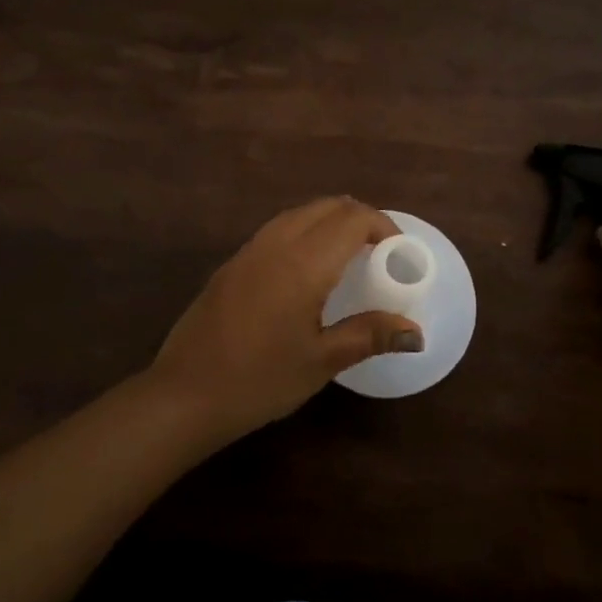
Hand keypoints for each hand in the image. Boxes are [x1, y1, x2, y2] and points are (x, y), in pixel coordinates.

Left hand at [148, 197, 423, 442]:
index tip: (399, 251)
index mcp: (303, 263)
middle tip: (379, 250)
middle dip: (359, 218)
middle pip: (326, 206)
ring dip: (330, 221)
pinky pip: (277, 229)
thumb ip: (369, 336)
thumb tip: (416, 333)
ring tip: (349, 254)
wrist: (185, 394)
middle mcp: (276, 243)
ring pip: (299, 213)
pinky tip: (308, 267)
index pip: (352, 219)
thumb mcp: (321, 361)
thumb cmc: (260, 380)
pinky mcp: (232, 263)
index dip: (383, 225)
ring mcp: (249, 250)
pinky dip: (304, 231)